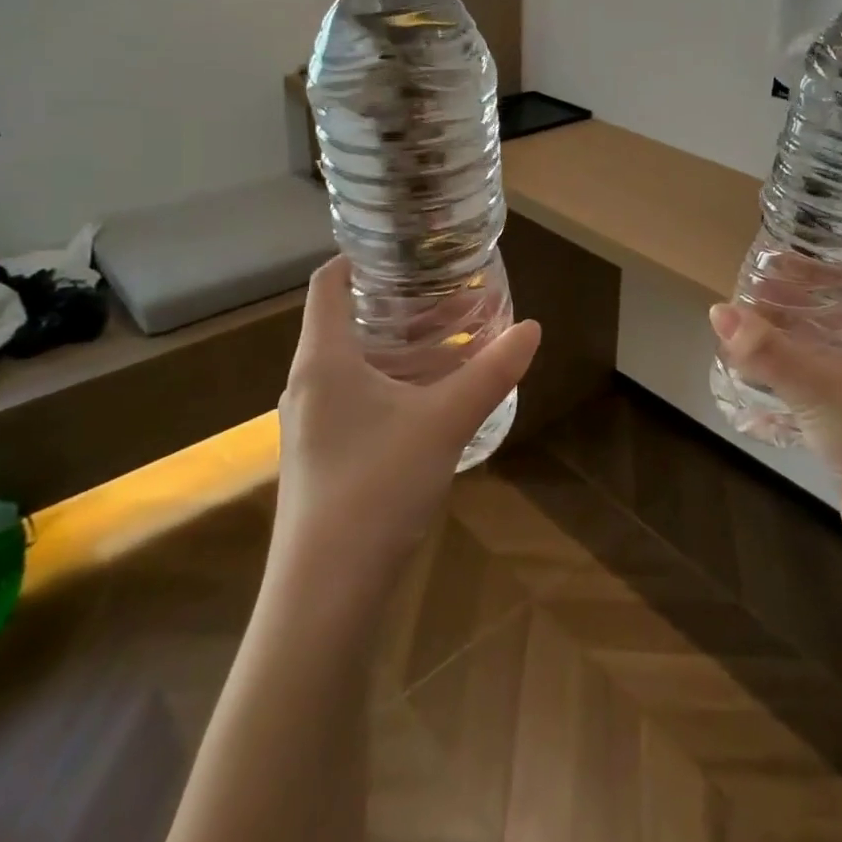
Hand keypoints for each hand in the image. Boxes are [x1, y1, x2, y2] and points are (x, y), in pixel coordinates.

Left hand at [275, 256, 540, 570]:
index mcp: (323, 360)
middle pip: (342, 321)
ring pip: (350, 363)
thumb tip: (533, 328)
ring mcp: (309, 424)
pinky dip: (389, 381)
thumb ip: (491, 372)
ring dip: (394, 345)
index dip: (358, 258)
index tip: (403, 247)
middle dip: (392, 301)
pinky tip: (428, 397)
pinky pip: (353, 397)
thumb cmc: (376, 487)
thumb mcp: (445, 421)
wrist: (326, 594)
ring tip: (446, 337)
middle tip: (443, 290)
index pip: (327, 284)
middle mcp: (307, 384)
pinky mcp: (321, 456)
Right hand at [710, 261, 841, 538]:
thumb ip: (767, 350)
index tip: (793, 244)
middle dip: (802, 291)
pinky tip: (759, 369)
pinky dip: (794, 366)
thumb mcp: (817, 386)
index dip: (837, 251)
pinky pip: (821, 375)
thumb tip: (718, 311)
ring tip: (752, 319)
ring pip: (830, 340)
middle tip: (758, 283)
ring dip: (795, 329)